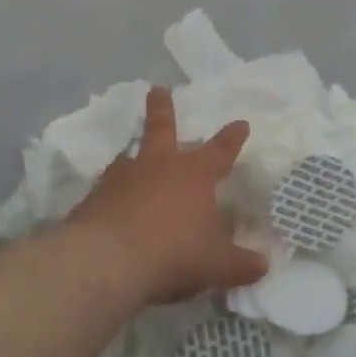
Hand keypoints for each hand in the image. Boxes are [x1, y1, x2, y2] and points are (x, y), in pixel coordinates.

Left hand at [63, 87, 267, 307]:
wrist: (106, 264)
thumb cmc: (174, 252)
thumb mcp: (217, 264)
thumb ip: (241, 265)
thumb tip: (263, 266)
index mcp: (195, 174)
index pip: (221, 150)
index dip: (232, 137)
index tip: (241, 124)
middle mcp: (158, 167)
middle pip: (162, 128)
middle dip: (163, 108)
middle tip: (158, 89)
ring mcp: (121, 180)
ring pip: (129, 159)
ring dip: (133, 157)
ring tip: (130, 158)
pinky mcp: (93, 201)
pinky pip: (107, 191)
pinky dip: (113, 195)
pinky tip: (112, 207)